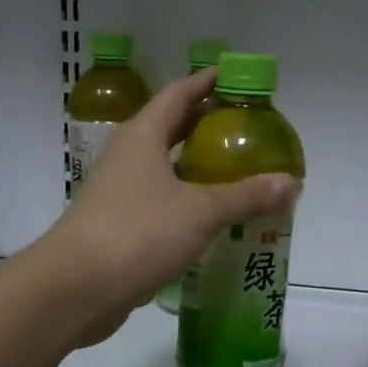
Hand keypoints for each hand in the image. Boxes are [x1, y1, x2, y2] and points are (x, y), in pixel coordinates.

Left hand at [38, 68, 299, 346]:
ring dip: (197, 169)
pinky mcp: (119, 227)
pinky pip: (160, 204)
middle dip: (205, 126)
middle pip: (170, 129)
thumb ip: (246, 196)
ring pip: (165, 170)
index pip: (178, 94)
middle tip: (244, 129)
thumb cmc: (139, 233)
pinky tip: (212, 220)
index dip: (205, 83)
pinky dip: (186, 204)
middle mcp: (128, 157)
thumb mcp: (201, 211)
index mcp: (143, 136)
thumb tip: (291, 183)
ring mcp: (119, 193)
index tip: (232, 78)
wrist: (76, 288)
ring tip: (237, 174)